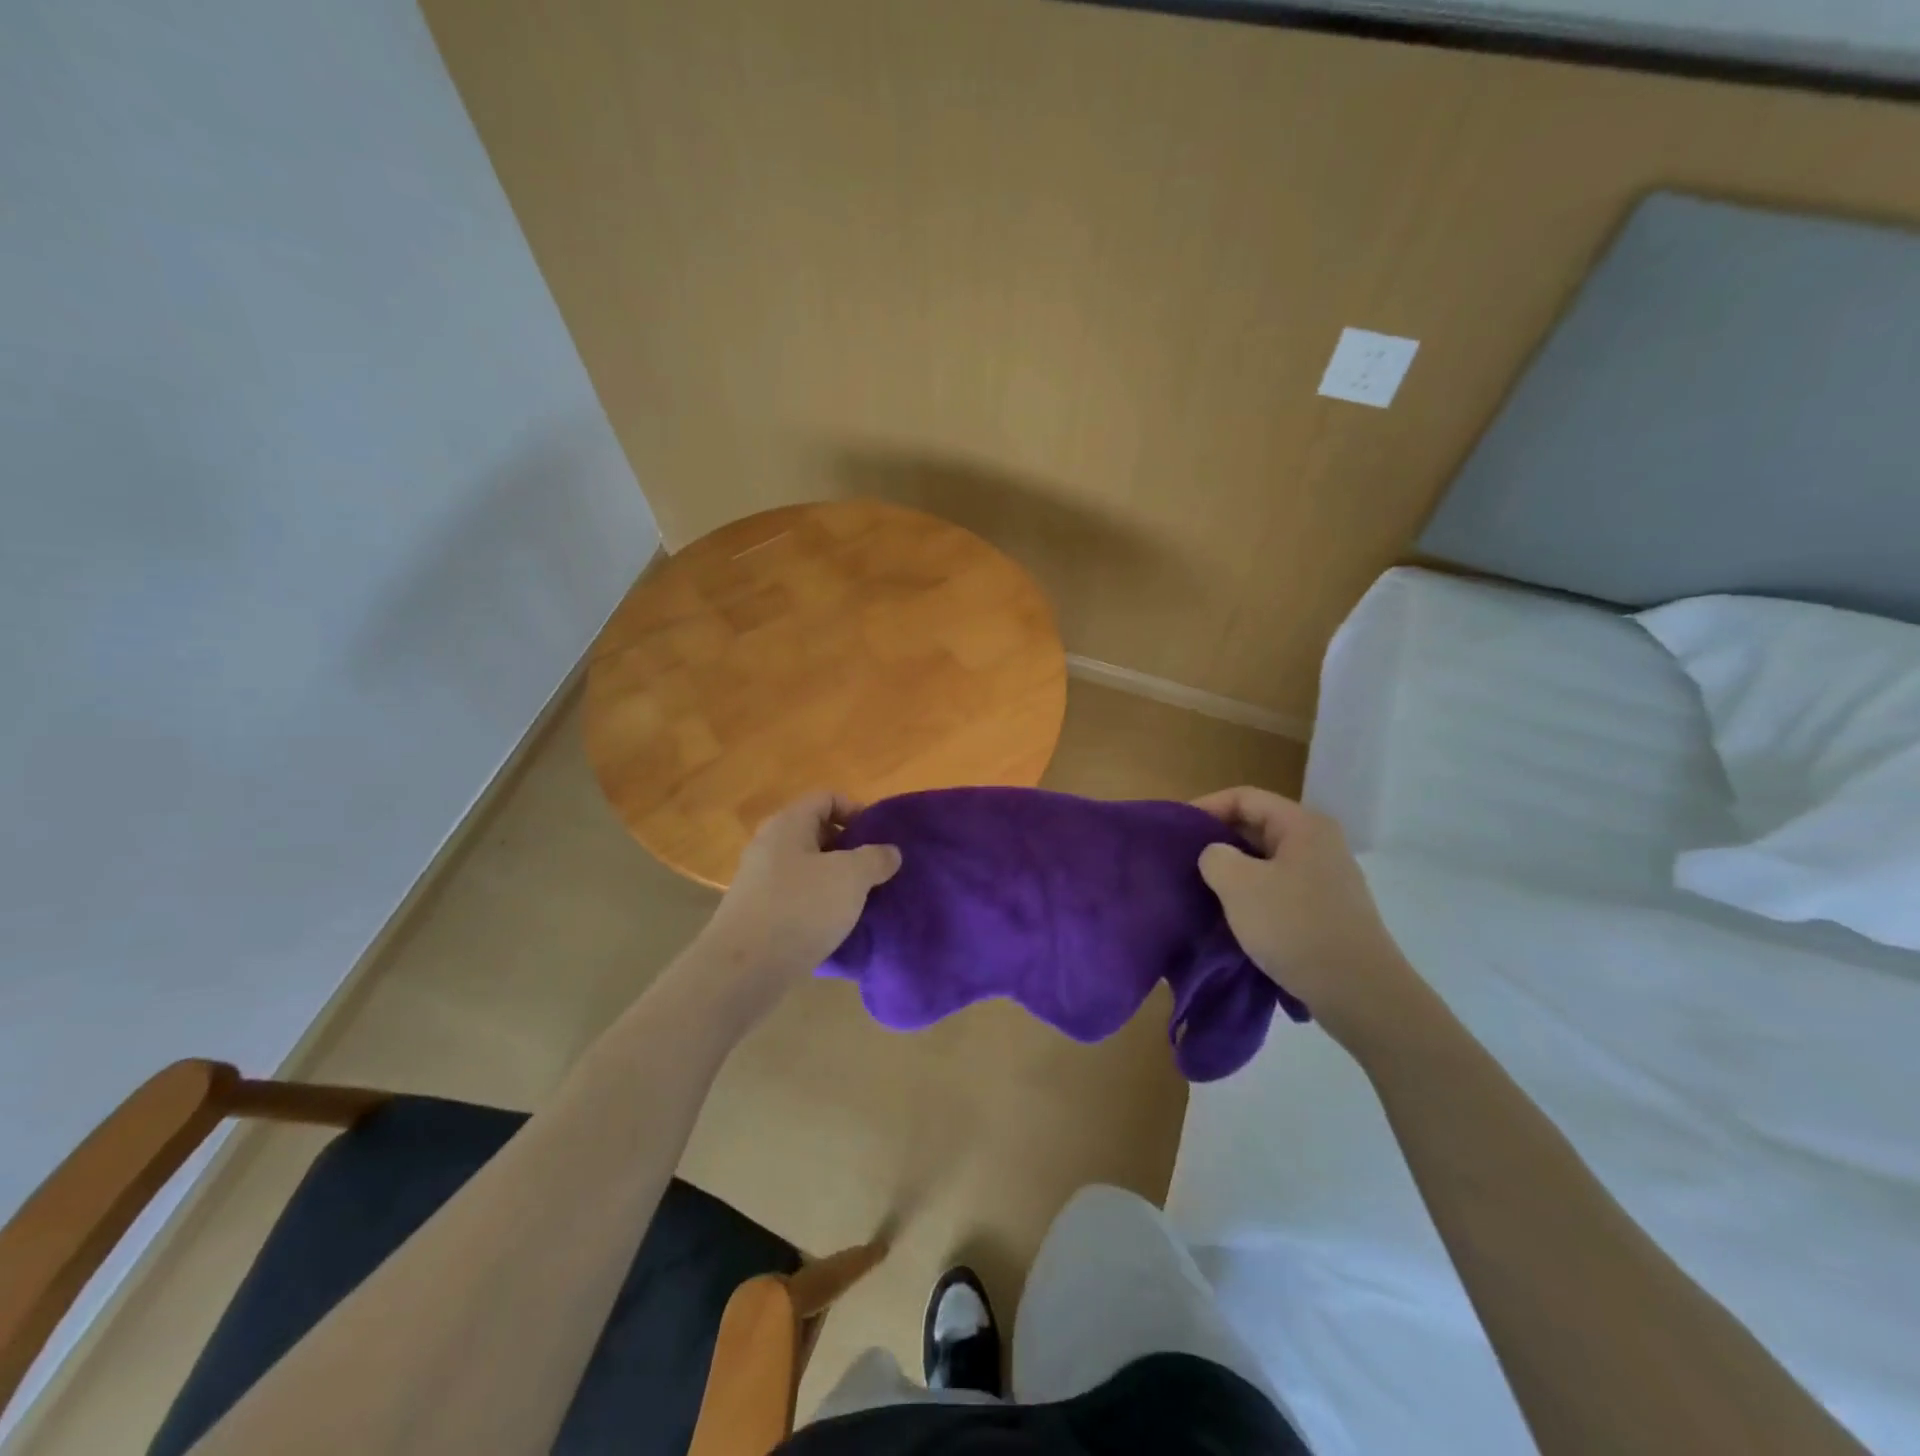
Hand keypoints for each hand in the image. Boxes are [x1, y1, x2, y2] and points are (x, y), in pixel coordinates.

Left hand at [692, 791, 901, 1012]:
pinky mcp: (757, 912)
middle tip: (875, 869)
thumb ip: (876, 858)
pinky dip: (818, 903)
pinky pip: (796, 895)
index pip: (827, 798)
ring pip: (808, 867)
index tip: (879, 838)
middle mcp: (769, 844)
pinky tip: (835, 924)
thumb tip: (889, 852)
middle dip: (850, 847)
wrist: (743, 969)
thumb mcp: (851, 877)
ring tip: (861, 900)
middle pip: (817, 832)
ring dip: (836, 879)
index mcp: (788, 823)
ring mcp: (759, 879)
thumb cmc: (801, 908)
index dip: (857, 809)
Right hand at [1193, 787, 1417, 1039]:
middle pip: (1258, 826)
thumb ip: (1215, 857)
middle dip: (1218, 840)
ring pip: (1267, 860)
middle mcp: (1320, 843)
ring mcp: (1327, 878)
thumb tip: (1216, 856)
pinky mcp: (1328, 910)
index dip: (1206, 807)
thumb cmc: (1295, 926)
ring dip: (1234, 871)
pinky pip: (1280, 888)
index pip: (1245, 798)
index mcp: (1303, 825)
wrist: (1359, 992)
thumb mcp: (1239, 885)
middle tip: (1184, 860)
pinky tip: (1234, 916)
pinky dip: (1254, 895)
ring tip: (1202, 889)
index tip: (1175, 830)